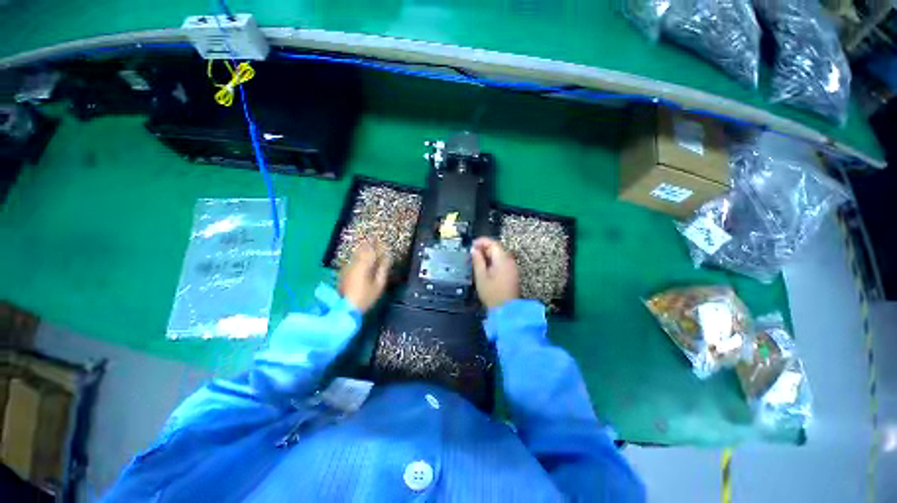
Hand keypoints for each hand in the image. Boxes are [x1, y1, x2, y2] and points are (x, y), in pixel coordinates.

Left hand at [339, 243, 391, 312]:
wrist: (345, 308)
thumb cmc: (365, 297)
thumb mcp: (379, 284)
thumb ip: (383, 269)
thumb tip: (387, 258)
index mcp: (364, 265)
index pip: (372, 250)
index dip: (379, 245)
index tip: (384, 242)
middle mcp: (354, 263)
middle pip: (362, 249)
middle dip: (370, 244)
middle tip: (376, 239)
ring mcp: (347, 267)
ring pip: (356, 253)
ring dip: (364, 248)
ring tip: (370, 246)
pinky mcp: (344, 272)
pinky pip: (353, 259)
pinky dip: (359, 255)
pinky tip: (363, 257)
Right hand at [471, 237, 519, 308]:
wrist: (507, 310)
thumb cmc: (492, 294)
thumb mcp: (481, 277)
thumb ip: (477, 261)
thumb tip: (474, 250)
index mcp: (502, 260)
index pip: (493, 243)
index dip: (481, 241)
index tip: (471, 245)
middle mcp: (509, 261)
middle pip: (496, 248)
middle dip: (484, 248)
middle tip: (472, 254)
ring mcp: (512, 267)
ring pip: (499, 255)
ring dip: (488, 255)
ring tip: (476, 261)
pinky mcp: (512, 273)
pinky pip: (502, 262)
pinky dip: (493, 262)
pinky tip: (485, 268)